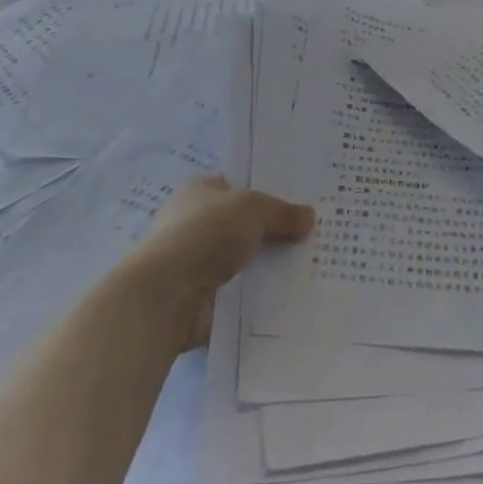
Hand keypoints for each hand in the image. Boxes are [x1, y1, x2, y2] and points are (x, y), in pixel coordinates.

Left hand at [124, 175, 314, 347]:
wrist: (166, 296)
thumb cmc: (206, 233)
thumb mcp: (253, 208)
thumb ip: (282, 212)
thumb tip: (309, 218)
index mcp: (201, 190)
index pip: (240, 185)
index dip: (269, 191)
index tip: (303, 200)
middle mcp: (197, 222)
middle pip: (246, 224)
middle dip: (275, 231)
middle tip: (316, 234)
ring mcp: (199, 262)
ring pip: (246, 260)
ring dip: (270, 266)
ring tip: (314, 265)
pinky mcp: (204, 298)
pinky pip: (242, 292)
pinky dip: (261, 295)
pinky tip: (294, 295)